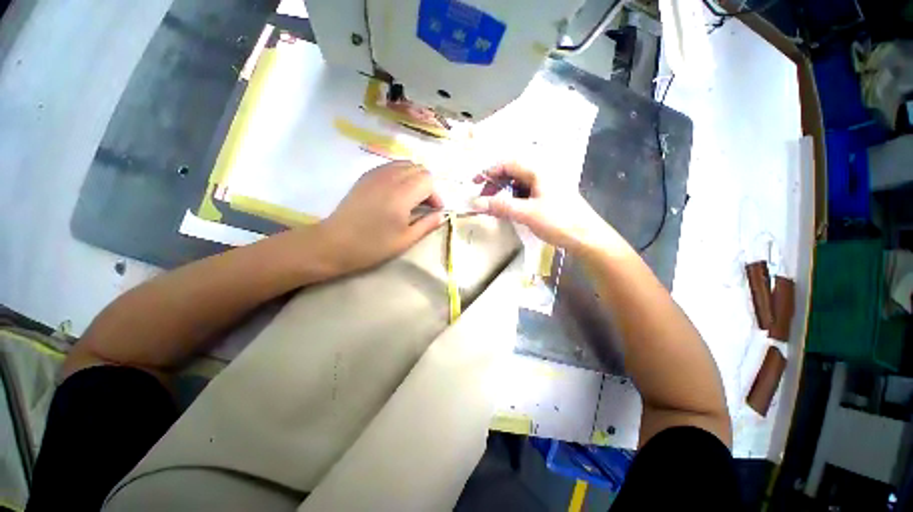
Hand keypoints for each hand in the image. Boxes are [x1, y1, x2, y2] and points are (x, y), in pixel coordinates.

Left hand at [315, 161, 444, 273]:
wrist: (335, 243)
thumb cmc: (373, 245)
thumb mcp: (406, 240)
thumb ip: (427, 224)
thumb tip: (441, 215)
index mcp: (402, 194)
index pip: (428, 180)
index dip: (435, 195)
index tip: (433, 211)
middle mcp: (390, 178)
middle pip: (418, 168)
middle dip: (427, 185)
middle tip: (424, 206)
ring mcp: (376, 174)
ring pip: (405, 164)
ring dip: (414, 178)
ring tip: (411, 199)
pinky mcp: (366, 176)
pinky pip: (390, 167)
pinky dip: (400, 175)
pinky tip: (395, 193)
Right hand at [470, 163, 620, 254]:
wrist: (587, 237)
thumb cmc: (559, 222)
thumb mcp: (527, 214)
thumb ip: (501, 206)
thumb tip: (476, 203)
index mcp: (538, 171)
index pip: (507, 164)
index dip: (488, 172)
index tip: (474, 183)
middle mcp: (542, 174)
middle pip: (512, 172)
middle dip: (494, 184)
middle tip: (483, 199)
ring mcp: (545, 185)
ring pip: (517, 184)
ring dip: (503, 193)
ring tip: (493, 207)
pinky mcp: (547, 197)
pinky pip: (525, 193)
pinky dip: (513, 200)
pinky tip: (508, 210)